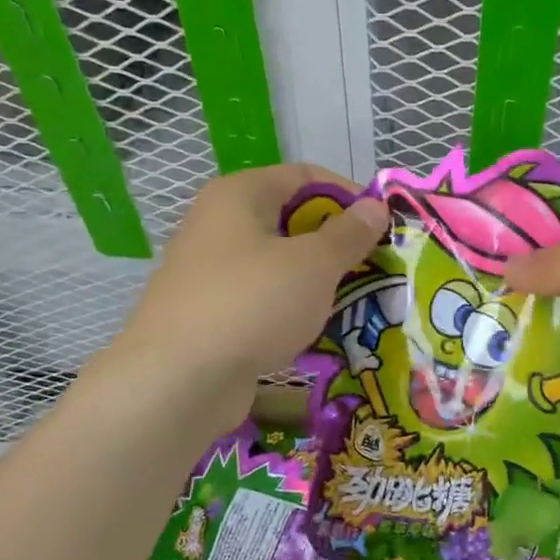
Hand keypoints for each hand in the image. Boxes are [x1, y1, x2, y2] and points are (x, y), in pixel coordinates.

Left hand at [101, 165, 388, 422]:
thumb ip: (349, 233)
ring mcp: (209, 271)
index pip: (304, 176)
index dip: (348, 193)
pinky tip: (318, 329)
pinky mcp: (209, 313)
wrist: (177, 382)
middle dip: (336, 241)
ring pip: (278, 263)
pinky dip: (291, 308)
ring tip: (356, 298)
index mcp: (239, 196)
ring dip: (317, 278)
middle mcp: (218, 225)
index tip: (382, 222)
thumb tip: (375, 206)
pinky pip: (262, 298)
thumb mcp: (314, 264)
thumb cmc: (252, 303)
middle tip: (375, 264)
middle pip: (290, 219)